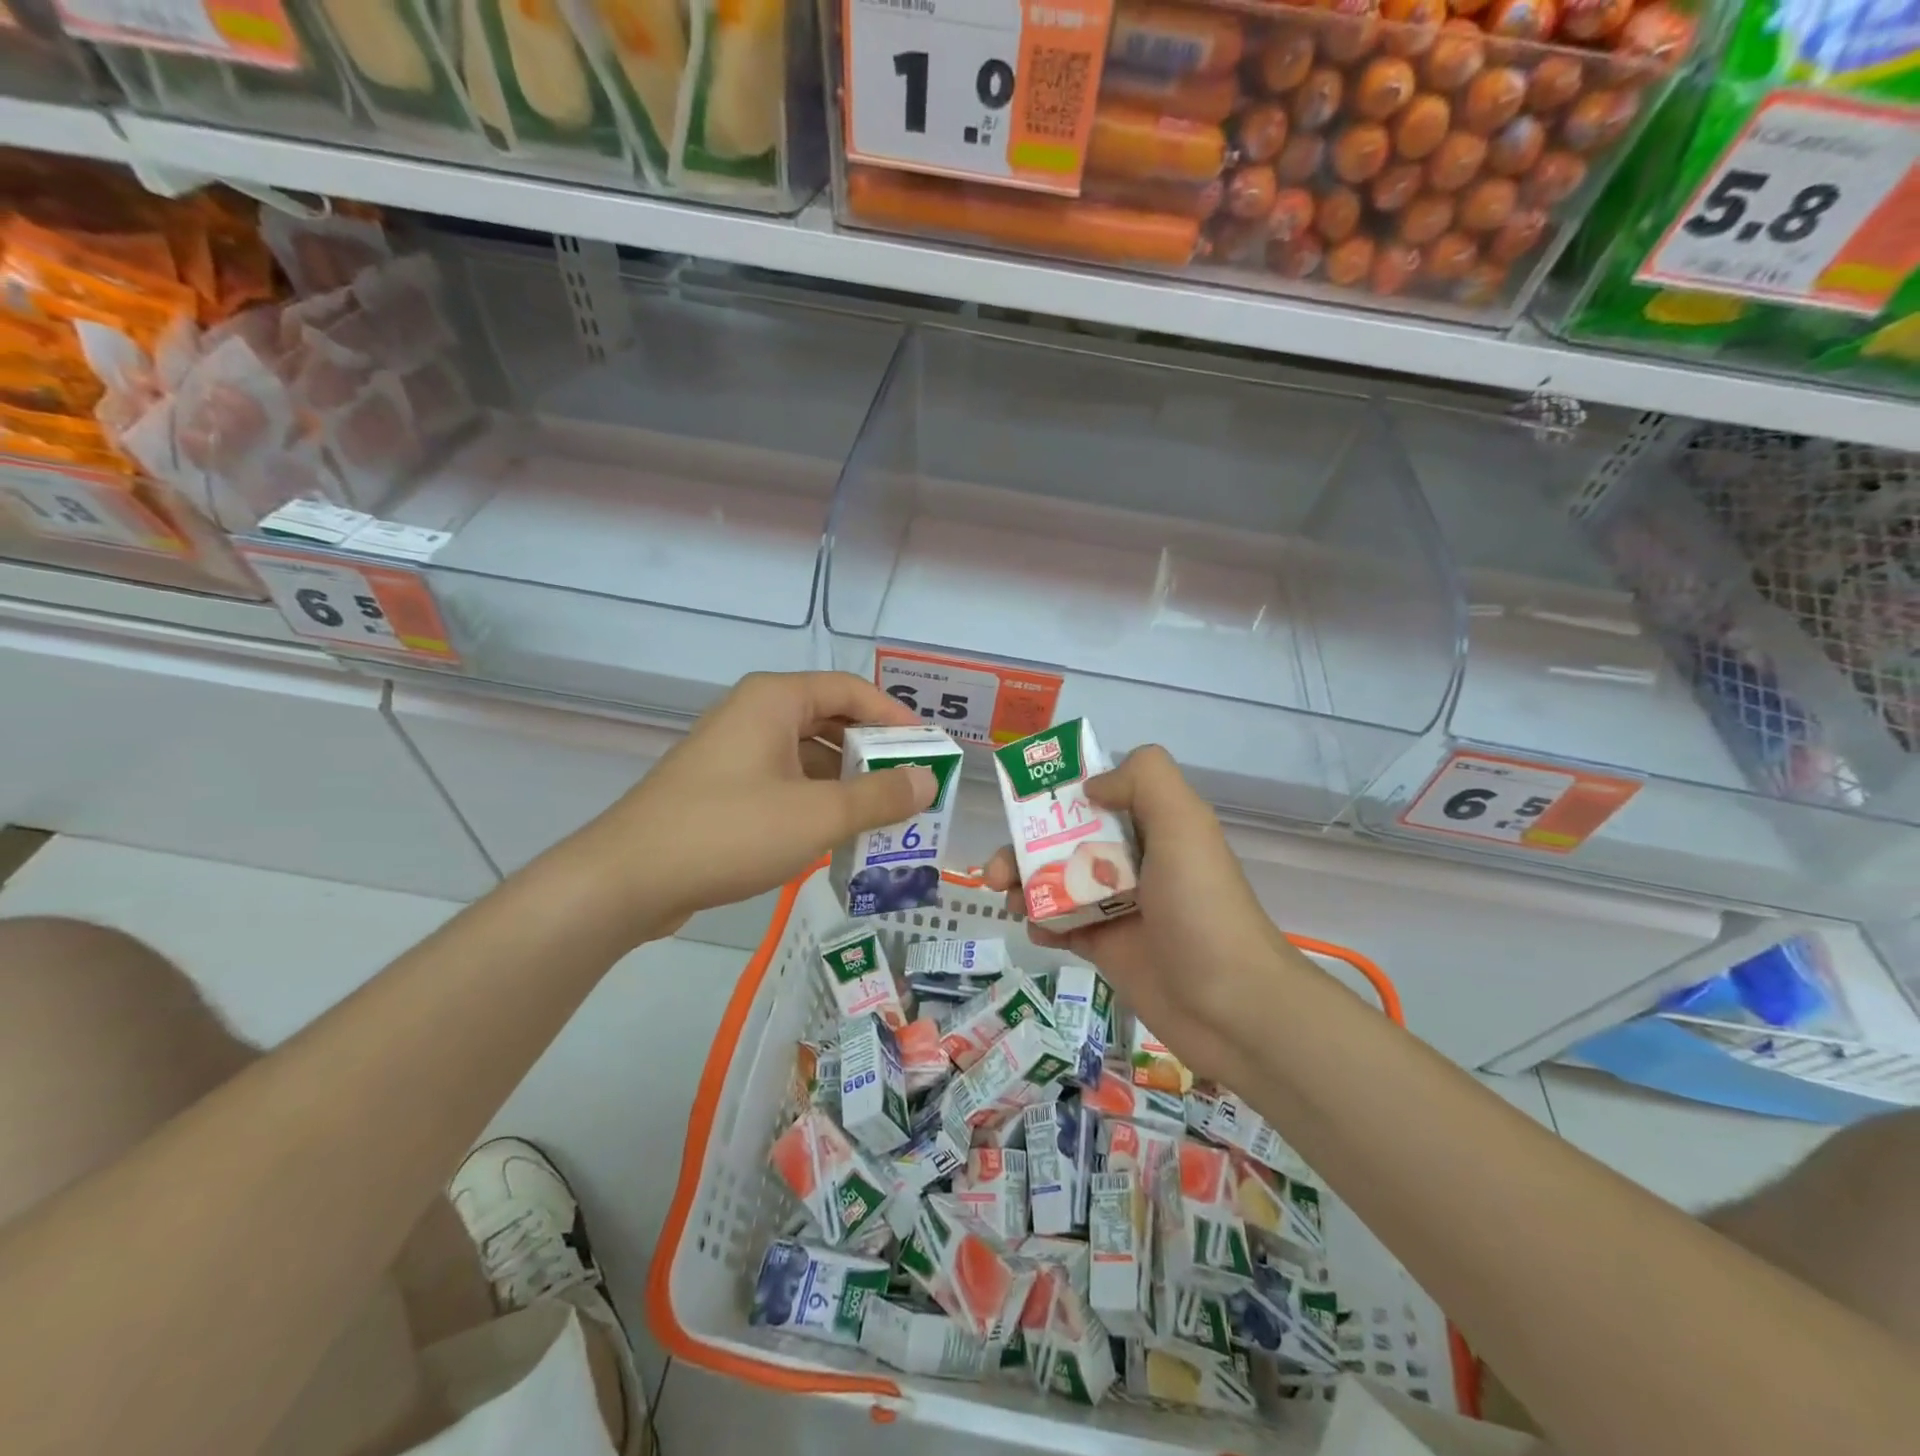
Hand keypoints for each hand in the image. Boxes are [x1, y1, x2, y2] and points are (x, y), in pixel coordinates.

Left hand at [584, 672, 934, 938]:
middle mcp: (753, 715)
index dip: (895, 716)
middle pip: (830, 720)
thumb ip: (879, 796)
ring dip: (847, 782)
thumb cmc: (729, 831)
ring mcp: (734, 752)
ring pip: (807, 756)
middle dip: (873, 753)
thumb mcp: (818, 814)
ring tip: (884, 816)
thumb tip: (927, 780)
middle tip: (911, 786)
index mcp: (775, 701)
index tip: (928, 749)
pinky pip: (784, 782)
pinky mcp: (722, 788)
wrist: (628, 878)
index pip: (851, 690)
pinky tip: (837, 834)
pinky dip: (816, 800)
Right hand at [985, 745, 1303, 1083]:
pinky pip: (1061, 924)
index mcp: (1154, 825)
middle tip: (996, 869)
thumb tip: (1090, 786)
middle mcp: (1135, 860)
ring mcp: (1118, 906)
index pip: (1099, 794)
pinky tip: (1036, 931)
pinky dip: (1041, 923)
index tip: (1024, 801)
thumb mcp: (1184, 824)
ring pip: (1057, 881)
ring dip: (1023, 883)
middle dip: (1025, 845)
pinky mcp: (1106, 947)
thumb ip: (1143, 780)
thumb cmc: (1202, 907)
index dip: (1059, 792)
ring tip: (1006, 899)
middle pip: (1066, 838)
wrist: (1231, 1006)